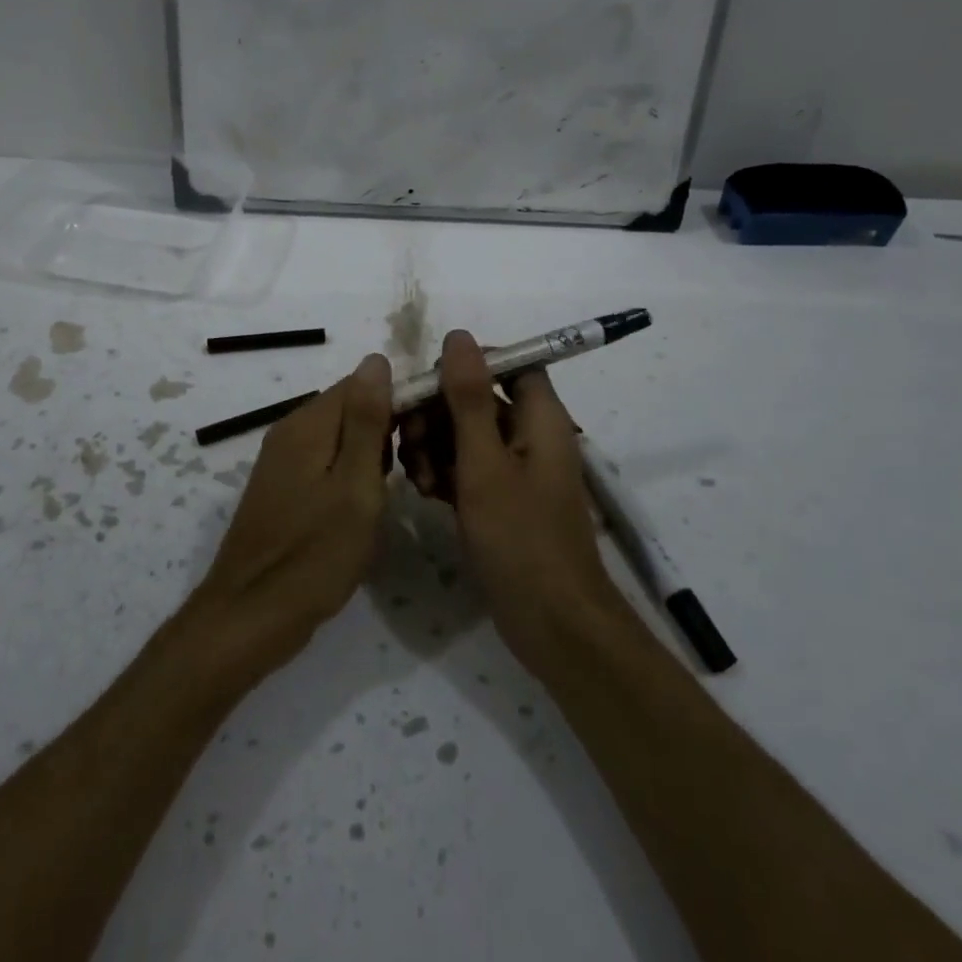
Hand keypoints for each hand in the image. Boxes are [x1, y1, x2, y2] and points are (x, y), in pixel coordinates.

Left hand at [189, 354, 393, 675]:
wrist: (251, 616)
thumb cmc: (314, 555)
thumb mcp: (355, 486)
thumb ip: (367, 422)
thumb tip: (376, 359)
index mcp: (308, 424)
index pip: (361, 383)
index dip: (399, 400)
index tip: (429, 434)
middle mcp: (290, 432)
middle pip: (349, 409)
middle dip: (387, 430)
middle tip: (416, 472)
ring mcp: (282, 462)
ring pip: (340, 438)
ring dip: (371, 456)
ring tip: (397, 491)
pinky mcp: (282, 489)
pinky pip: (325, 463)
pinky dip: (350, 476)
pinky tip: (364, 507)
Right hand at [397, 330, 618, 675]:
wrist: (552, 625)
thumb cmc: (521, 539)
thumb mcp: (486, 463)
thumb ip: (470, 398)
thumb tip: (458, 336)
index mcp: (541, 418)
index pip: (509, 363)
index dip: (468, 365)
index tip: (428, 385)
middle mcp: (531, 436)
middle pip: (480, 399)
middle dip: (439, 413)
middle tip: (409, 442)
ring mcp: (516, 471)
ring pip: (467, 435)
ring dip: (435, 447)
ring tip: (417, 478)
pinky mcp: (501, 501)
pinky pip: (467, 469)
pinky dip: (444, 474)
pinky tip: (425, 494)